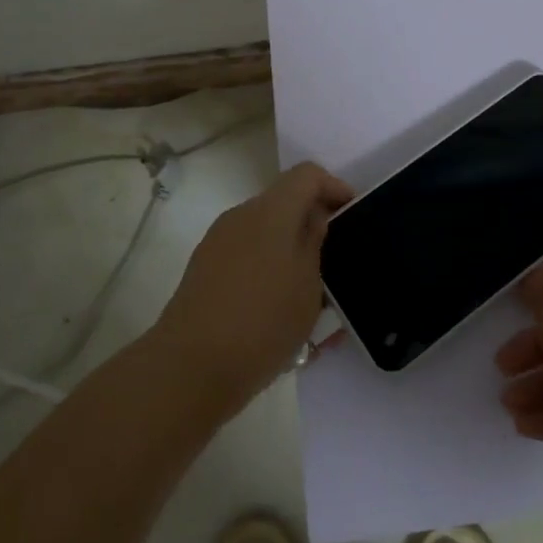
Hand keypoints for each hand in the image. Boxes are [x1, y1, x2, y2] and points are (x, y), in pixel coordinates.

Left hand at [156, 162, 350, 412]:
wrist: (190, 368)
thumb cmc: (262, 321)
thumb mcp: (308, 285)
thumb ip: (315, 242)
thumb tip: (315, 217)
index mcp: (271, 211)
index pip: (307, 175)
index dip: (334, 188)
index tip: (352, 215)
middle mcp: (241, 215)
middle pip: (284, 203)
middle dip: (312, 224)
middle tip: (336, 260)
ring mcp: (218, 242)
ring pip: (265, 233)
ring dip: (290, 251)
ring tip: (311, 294)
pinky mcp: (205, 270)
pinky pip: (247, 256)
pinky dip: (268, 270)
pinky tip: (280, 311)